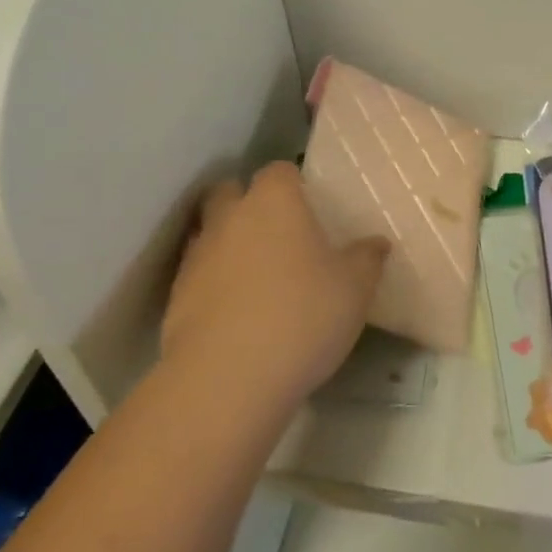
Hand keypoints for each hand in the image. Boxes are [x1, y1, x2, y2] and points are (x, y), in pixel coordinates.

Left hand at [160, 162, 389, 409]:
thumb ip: (367, 258)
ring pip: (210, 233)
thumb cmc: (303, 316)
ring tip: (258, 277)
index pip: (280, 171)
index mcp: (274, 202)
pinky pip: (198, 276)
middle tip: (279, 234)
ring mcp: (197, 257)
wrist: (227, 380)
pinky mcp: (175, 298)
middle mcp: (230, 218)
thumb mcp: (355, 288)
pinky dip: (215, 285)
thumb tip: (376, 242)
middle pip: (230, 191)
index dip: (295, 184)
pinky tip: (238, 314)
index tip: (311, 206)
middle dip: (249, 204)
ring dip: (229, 245)